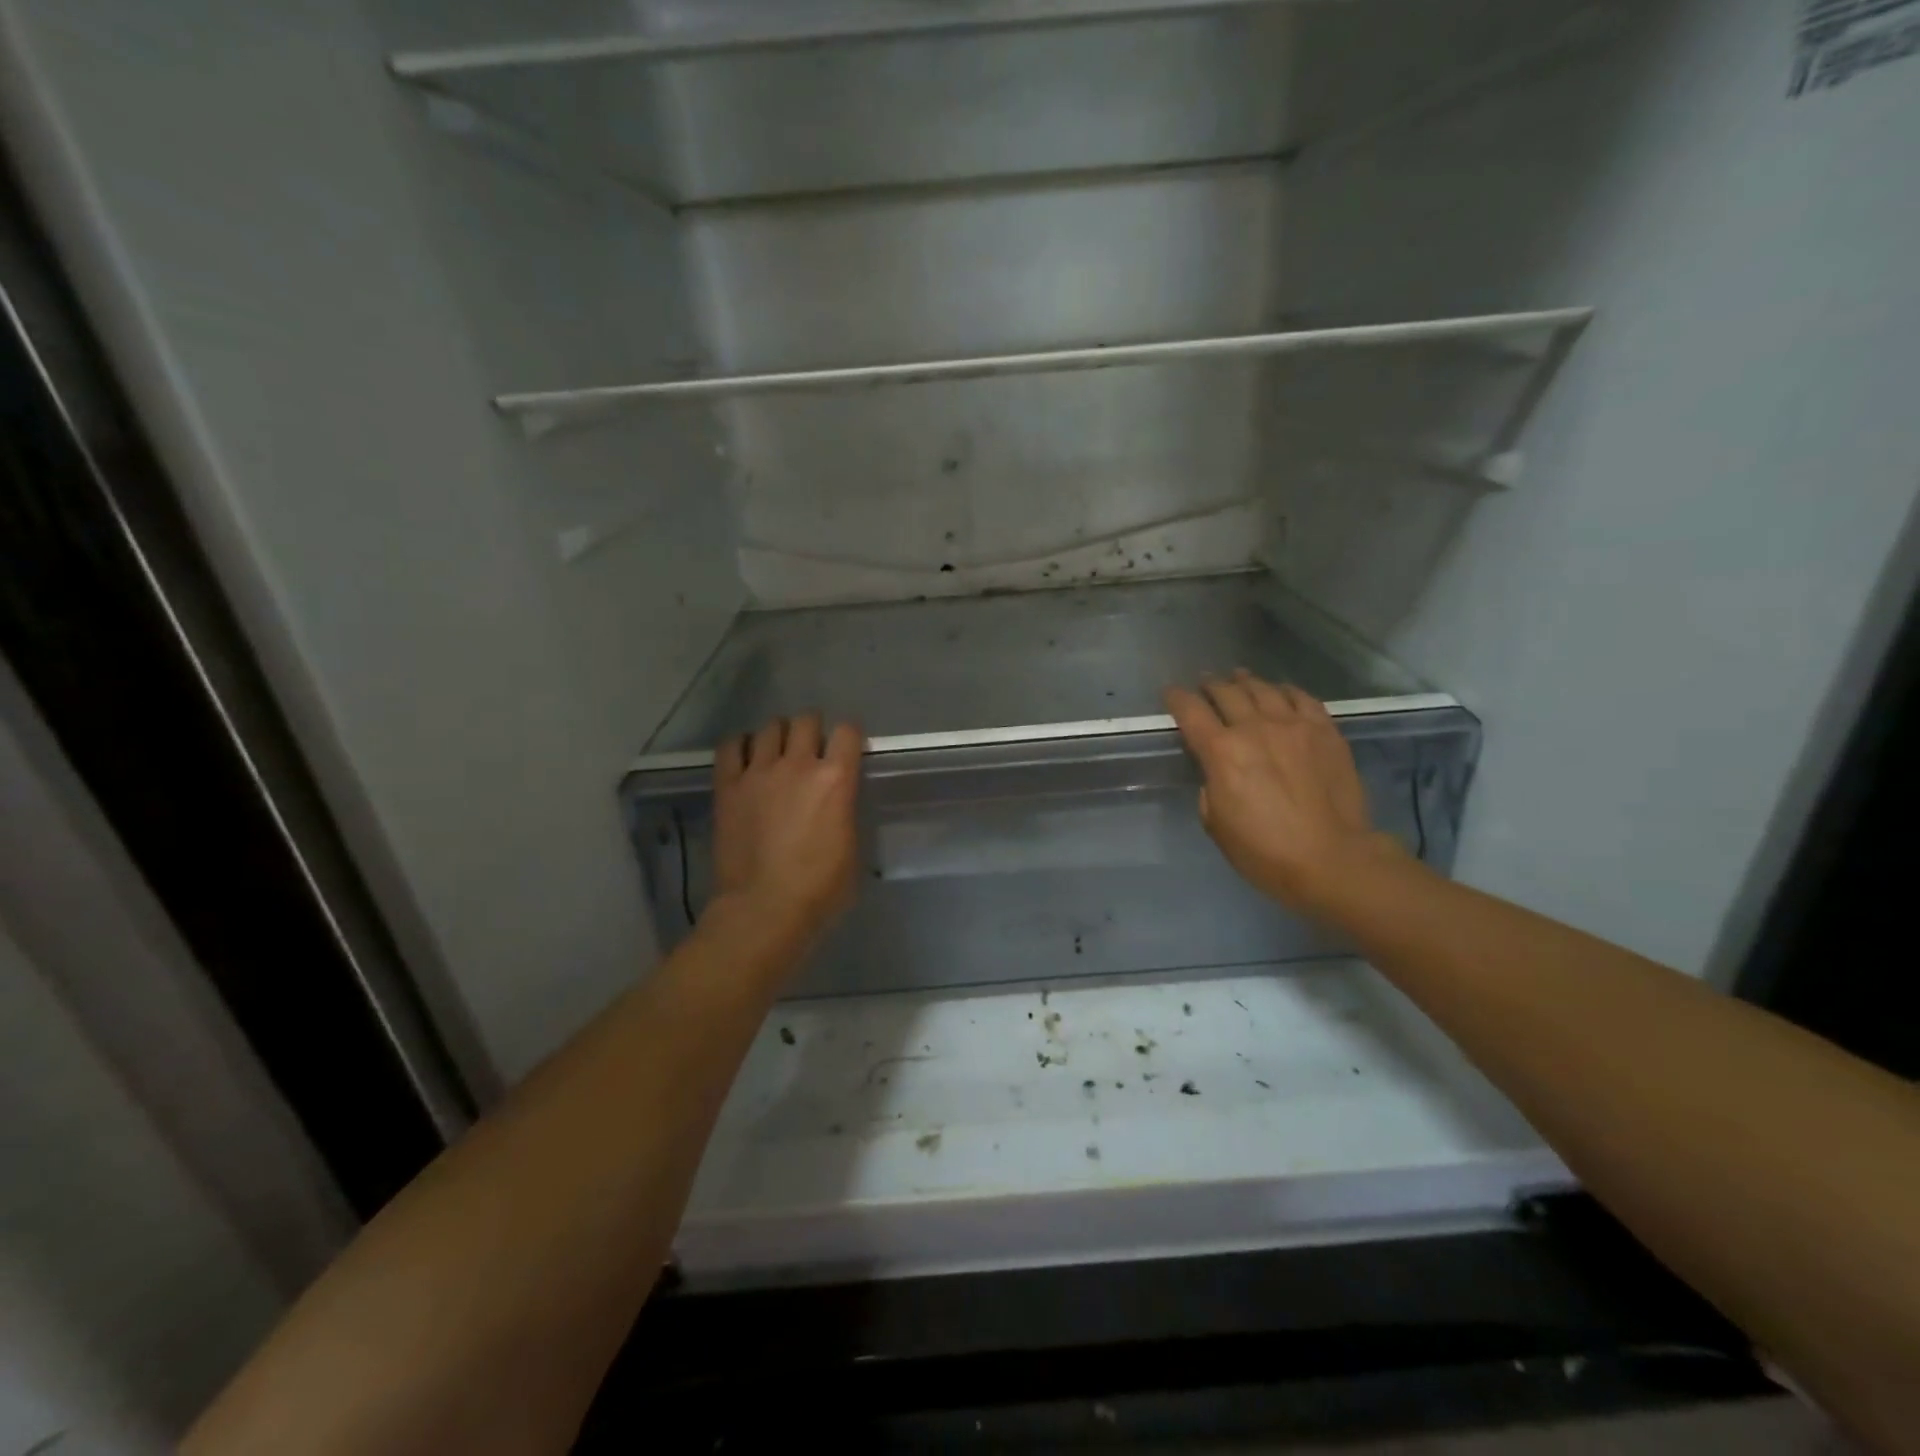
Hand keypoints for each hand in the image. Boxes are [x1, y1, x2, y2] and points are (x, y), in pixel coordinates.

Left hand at [711, 713, 863, 946]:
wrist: (764, 908)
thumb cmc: (819, 889)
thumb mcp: (851, 848)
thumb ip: (844, 813)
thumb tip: (837, 803)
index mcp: (836, 780)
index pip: (848, 732)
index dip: (849, 736)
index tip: (847, 749)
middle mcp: (798, 765)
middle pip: (806, 720)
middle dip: (812, 730)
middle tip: (811, 749)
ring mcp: (758, 773)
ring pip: (769, 728)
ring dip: (778, 735)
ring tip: (777, 753)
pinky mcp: (727, 786)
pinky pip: (730, 747)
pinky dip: (740, 746)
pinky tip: (745, 758)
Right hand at [1165, 670, 1404, 914]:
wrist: (1332, 859)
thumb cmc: (1265, 852)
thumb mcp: (1216, 825)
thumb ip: (1210, 788)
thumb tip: (1217, 773)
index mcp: (1221, 752)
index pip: (1190, 711)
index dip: (1176, 698)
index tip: (1170, 693)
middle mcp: (1254, 728)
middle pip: (1226, 692)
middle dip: (1211, 686)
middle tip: (1206, 684)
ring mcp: (1294, 725)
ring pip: (1263, 689)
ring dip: (1246, 682)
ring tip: (1239, 678)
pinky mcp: (1325, 731)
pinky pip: (1302, 698)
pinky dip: (1285, 690)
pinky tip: (1280, 691)